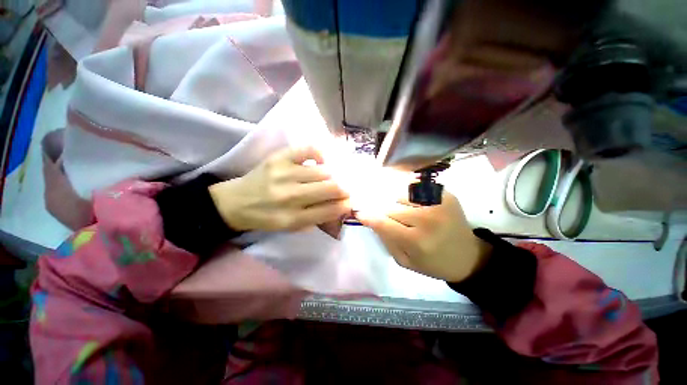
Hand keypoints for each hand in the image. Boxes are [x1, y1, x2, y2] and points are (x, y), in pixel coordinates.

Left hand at [209, 147, 350, 231]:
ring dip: (333, 175)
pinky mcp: (278, 158)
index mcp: (292, 218)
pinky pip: (308, 150)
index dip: (345, 204)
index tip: (350, 201)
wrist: (236, 203)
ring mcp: (283, 174)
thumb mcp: (291, 228)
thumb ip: (317, 218)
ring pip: (323, 171)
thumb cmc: (267, 218)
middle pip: (331, 187)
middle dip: (344, 189)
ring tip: (332, 177)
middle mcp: (290, 196)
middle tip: (346, 188)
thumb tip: (340, 205)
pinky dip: (320, 154)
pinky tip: (321, 161)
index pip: (330, 210)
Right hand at [356, 192, 491, 281]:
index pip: (383, 223)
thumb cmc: (433, 263)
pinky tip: (410, 200)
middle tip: (382, 212)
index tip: (359, 212)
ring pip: (402, 193)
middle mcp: (428, 219)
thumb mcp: (404, 261)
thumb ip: (386, 240)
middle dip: (383, 210)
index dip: (368, 216)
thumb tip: (372, 219)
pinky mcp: (446, 195)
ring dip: (396, 200)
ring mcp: (439, 203)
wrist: (467, 256)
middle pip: (391, 206)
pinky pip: (418, 187)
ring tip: (401, 208)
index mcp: (417, 241)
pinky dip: (408, 191)